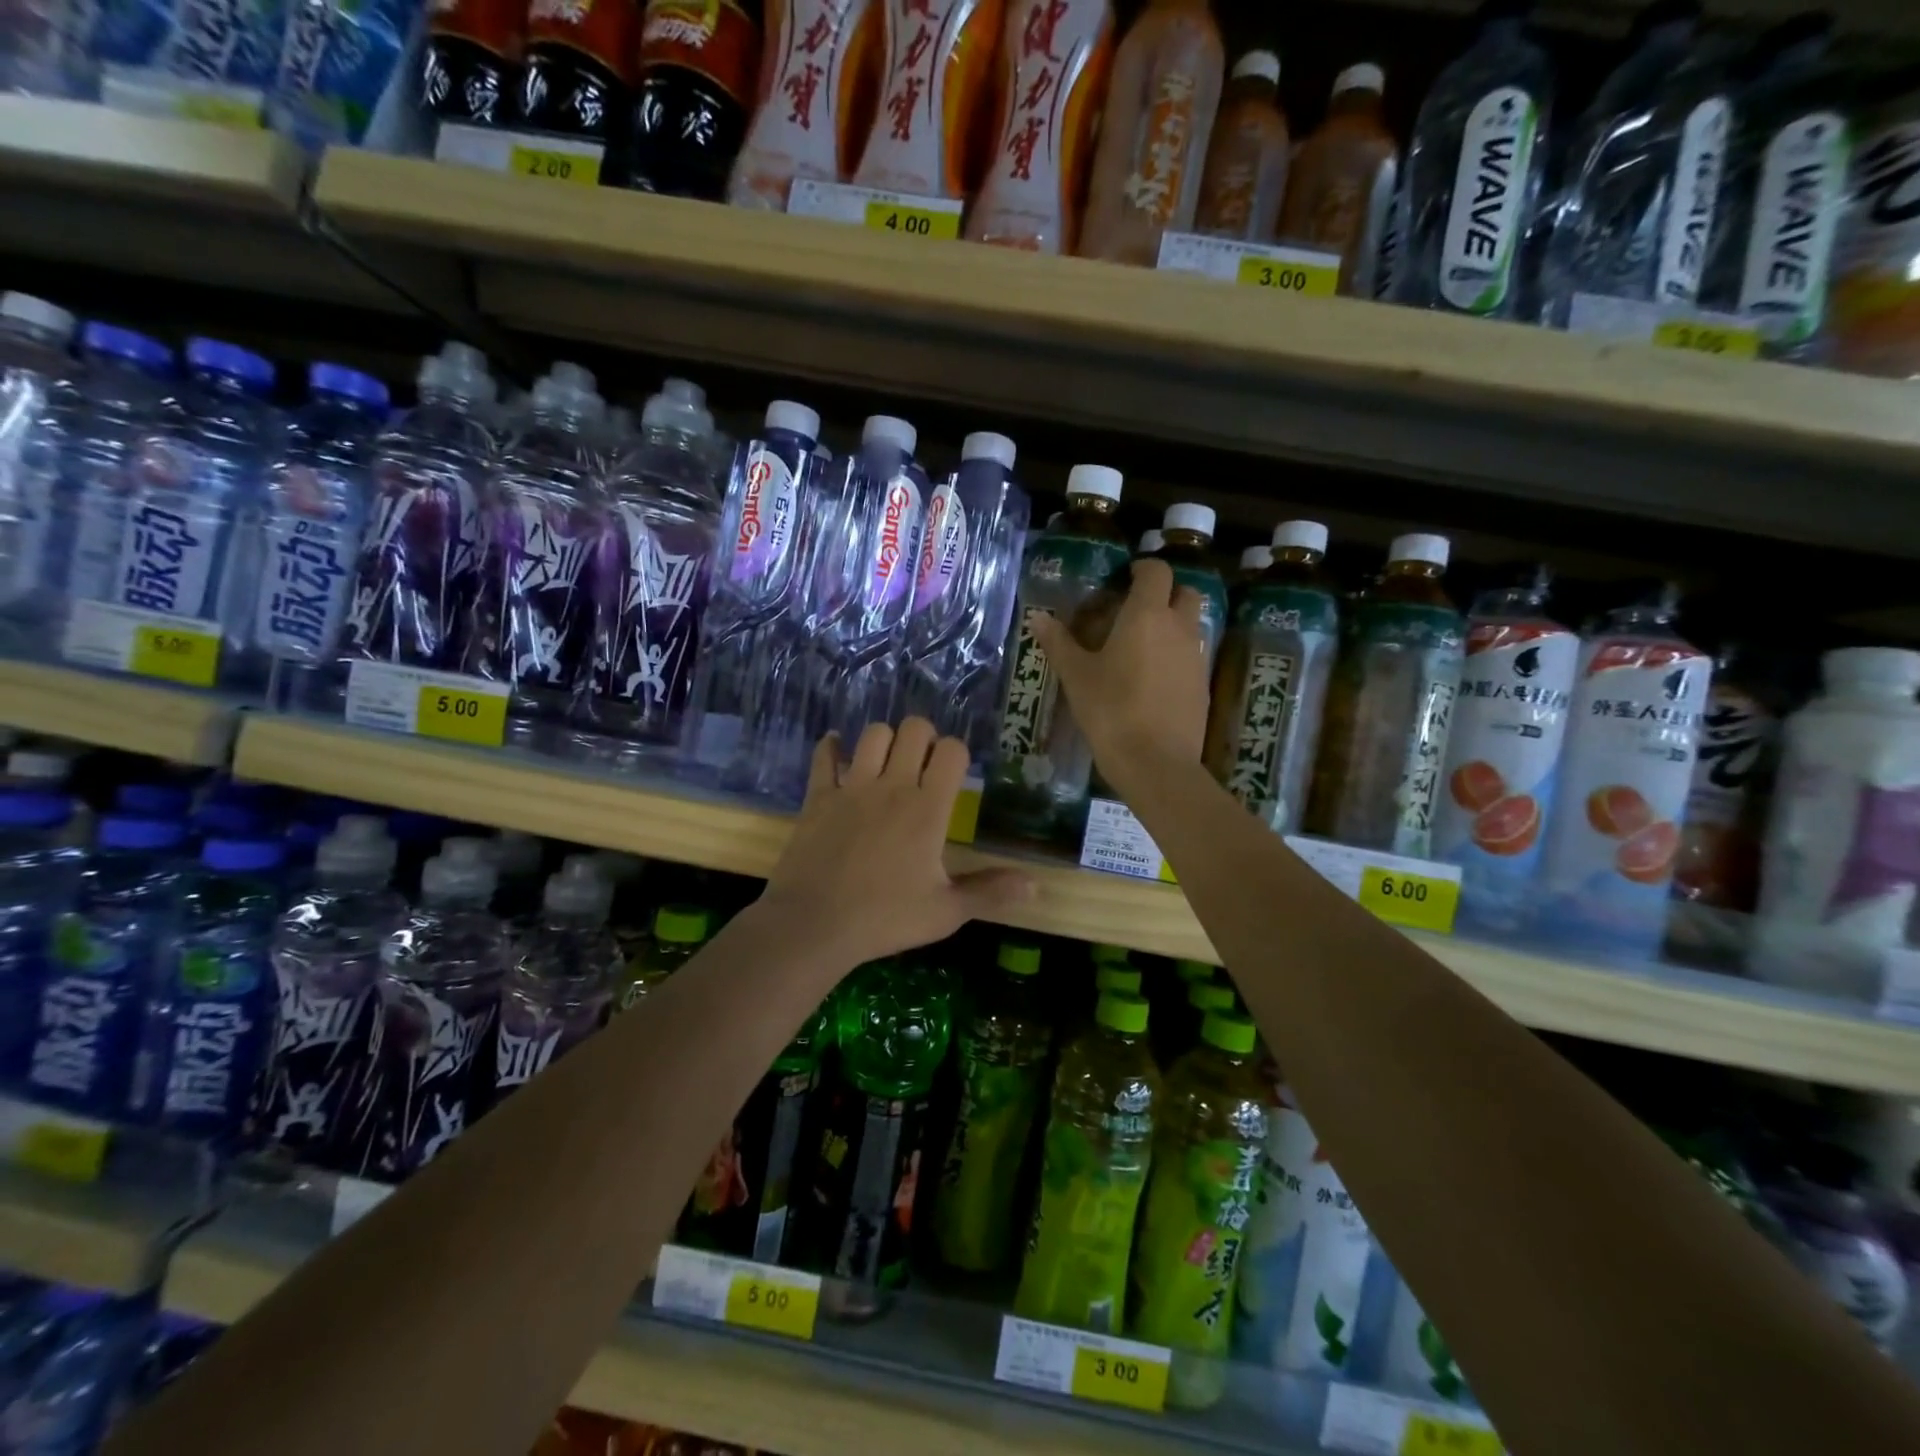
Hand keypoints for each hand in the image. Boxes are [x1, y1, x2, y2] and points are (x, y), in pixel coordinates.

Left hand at [759, 718, 1032, 967]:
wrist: (814, 924)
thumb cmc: (885, 918)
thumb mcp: (946, 912)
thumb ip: (989, 892)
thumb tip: (1035, 887)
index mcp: (927, 809)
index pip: (952, 751)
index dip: (957, 754)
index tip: (954, 775)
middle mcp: (892, 786)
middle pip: (914, 729)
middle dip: (924, 737)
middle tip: (923, 764)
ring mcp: (852, 787)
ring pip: (873, 734)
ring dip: (884, 741)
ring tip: (887, 763)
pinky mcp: (818, 796)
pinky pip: (824, 757)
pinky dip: (831, 748)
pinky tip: (836, 749)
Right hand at [1030, 557, 1210, 796]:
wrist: (1156, 762)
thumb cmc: (1111, 710)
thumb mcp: (1076, 676)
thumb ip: (1059, 643)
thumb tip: (1038, 617)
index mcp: (1147, 616)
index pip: (1157, 572)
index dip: (1143, 568)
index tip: (1125, 577)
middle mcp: (1179, 628)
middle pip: (1185, 593)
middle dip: (1166, 593)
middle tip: (1136, 609)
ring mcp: (1196, 657)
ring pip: (1191, 625)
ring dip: (1173, 624)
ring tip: (1142, 645)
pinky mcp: (1203, 685)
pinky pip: (1192, 655)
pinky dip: (1177, 654)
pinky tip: (1153, 678)